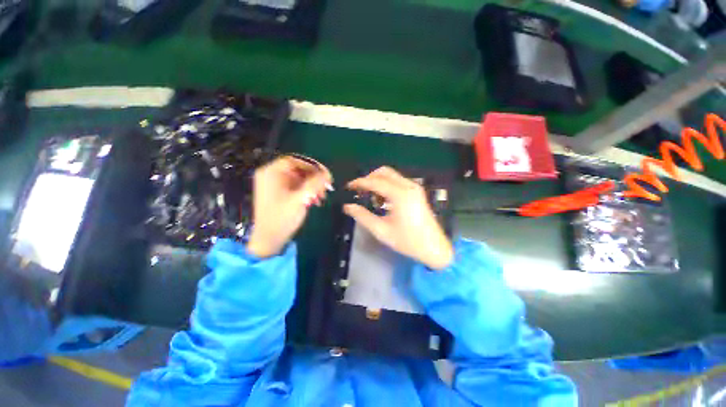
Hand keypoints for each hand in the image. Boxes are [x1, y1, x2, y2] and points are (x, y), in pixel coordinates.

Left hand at [247, 156, 331, 257]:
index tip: (324, 174)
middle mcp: (271, 176)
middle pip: (297, 169)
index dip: (311, 165)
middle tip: (326, 187)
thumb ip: (315, 184)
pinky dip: (306, 191)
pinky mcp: (279, 194)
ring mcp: (274, 185)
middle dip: (313, 178)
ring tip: (322, 196)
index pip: (294, 160)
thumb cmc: (282, 218)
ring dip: (312, 185)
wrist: (269, 240)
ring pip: (299, 179)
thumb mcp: (300, 199)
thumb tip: (328, 173)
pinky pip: (296, 187)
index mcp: (271, 173)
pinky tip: (315, 200)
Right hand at [344, 167, 453, 269]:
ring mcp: (414, 187)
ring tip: (370, 198)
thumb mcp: (382, 231)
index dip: (359, 182)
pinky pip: (398, 181)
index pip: (375, 181)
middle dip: (369, 178)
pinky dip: (387, 185)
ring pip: (391, 175)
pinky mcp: (416, 192)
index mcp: (400, 195)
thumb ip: (362, 216)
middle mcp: (408, 186)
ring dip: (378, 182)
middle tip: (359, 191)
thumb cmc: (408, 241)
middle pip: (384, 172)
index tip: (348, 187)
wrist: (434, 247)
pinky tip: (383, 200)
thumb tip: (347, 206)